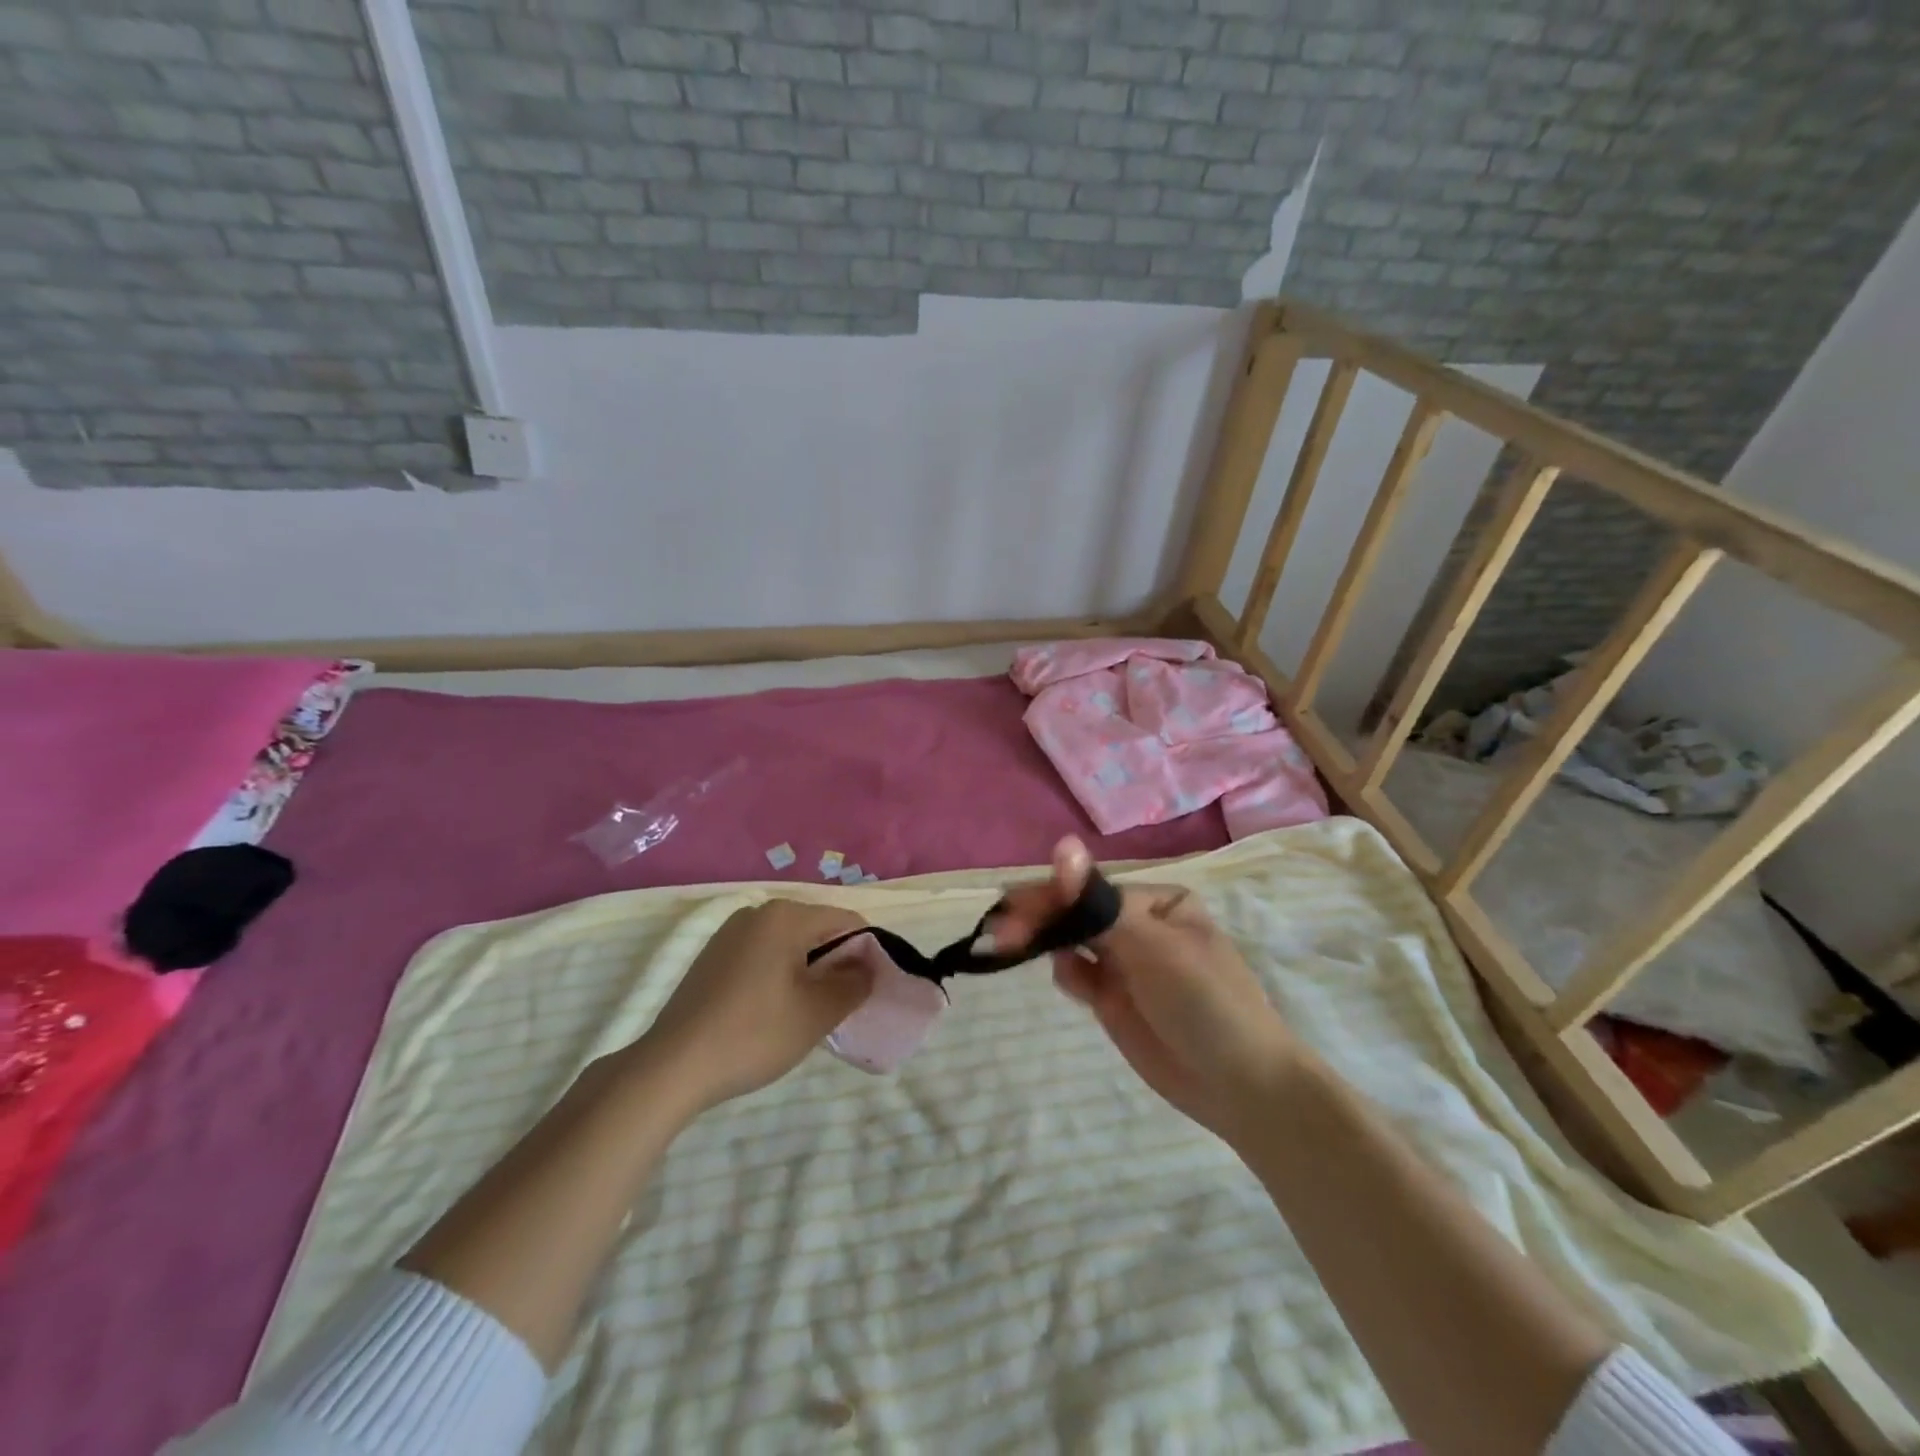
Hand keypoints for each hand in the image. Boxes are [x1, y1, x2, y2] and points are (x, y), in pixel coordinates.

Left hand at [639, 899, 874, 1113]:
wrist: (673, 1067)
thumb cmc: (754, 1034)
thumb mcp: (817, 1013)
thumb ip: (854, 984)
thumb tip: (869, 967)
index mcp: (785, 915)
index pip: (846, 921)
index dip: (866, 952)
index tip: (868, 990)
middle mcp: (758, 912)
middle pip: (816, 929)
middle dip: (836, 962)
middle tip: (839, 1006)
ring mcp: (730, 933)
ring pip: (789, 944)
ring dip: (808, 971)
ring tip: (807, 1012)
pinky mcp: (713, 956)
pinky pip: (763, 955)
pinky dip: (779, 975)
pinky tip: (773, 1011)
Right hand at [985, 838, 1306, 1143]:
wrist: (1241, 1086)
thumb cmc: (1204, 1001)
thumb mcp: (1152, 945)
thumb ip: (1098, 903)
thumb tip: (1063, 844)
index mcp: (1157, 901)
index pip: (1091, 891)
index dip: (1051, 897)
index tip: (1011, 907)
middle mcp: (1138, 926)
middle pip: (1076, 914)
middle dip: (1039, 919)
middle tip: (998, 932)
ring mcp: (1125, 964)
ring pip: (1072, 942)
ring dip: (1044, 942)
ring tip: (1008, 946)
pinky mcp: (1113, 999)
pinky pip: (1078, 974)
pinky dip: (1067, 973)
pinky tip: (1072, 983)